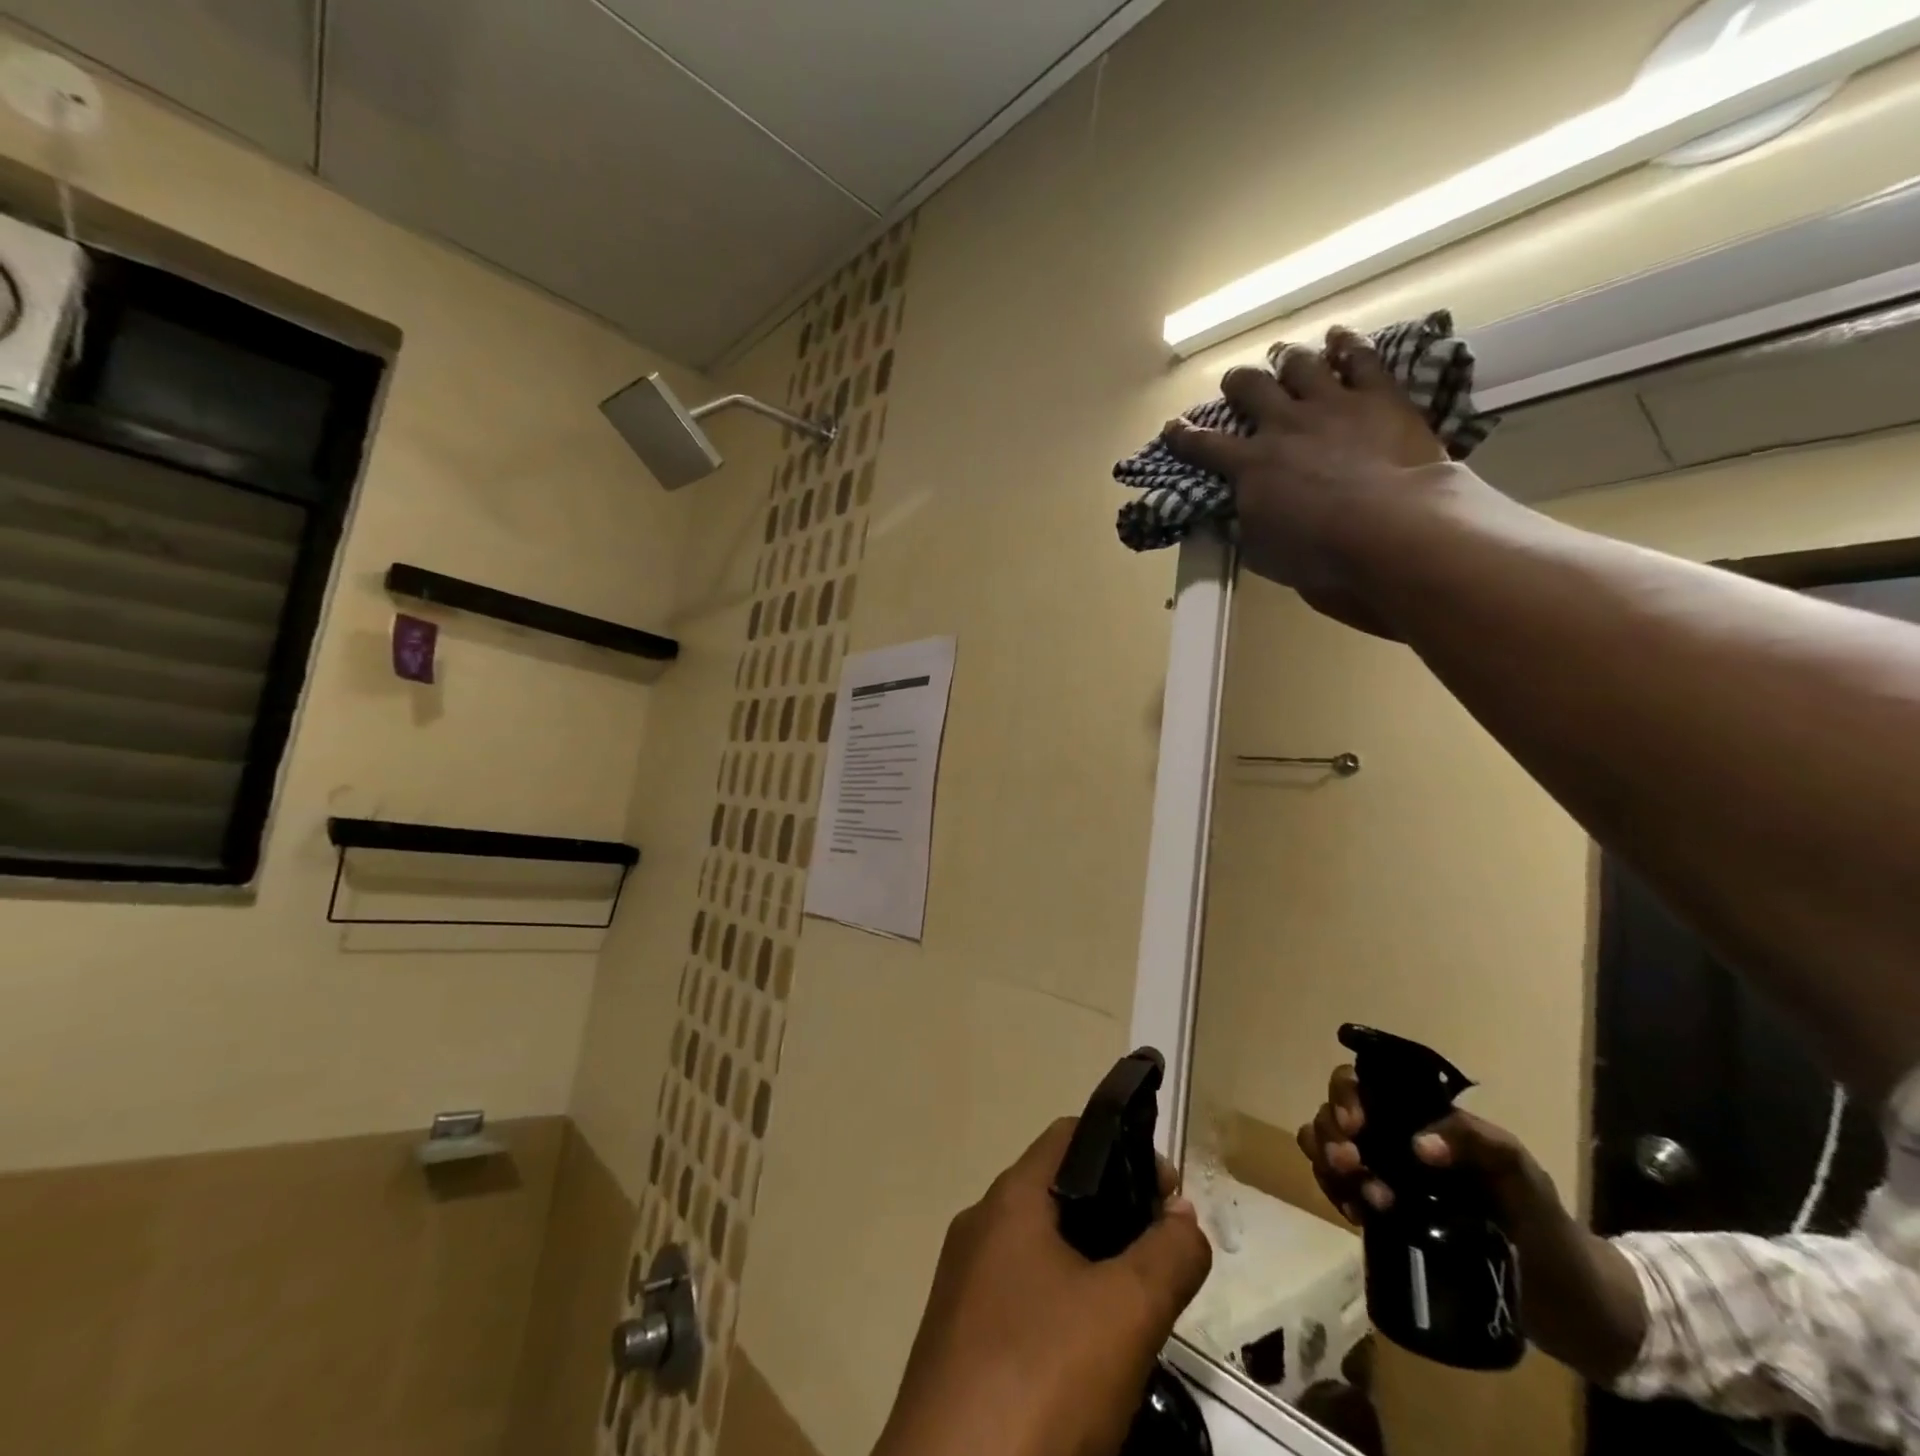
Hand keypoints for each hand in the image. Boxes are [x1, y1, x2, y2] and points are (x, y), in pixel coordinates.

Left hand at [873, 1118, 1212, 1455]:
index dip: (1126, 1149)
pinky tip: (1092, 1358)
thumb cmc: (1041, 1378)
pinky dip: (1064, 1306)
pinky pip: (1023, 1298)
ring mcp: (964, 1285)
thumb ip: (1168, 1255)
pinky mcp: (960, 1341)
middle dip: (1117, 1215)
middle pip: (1058, 1194)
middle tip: (1163, 1259)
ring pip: (1042, 1251)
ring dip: (1093, 1266)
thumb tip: (1184, 1214)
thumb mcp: (1126, 1313)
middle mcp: (980, 1228)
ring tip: (1137, 1310)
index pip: (1070, 1136)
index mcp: (1009, 1200)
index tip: (1170, 1194)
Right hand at [1163, 328, 1467, 635]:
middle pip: (1251, 389)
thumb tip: (1232, 517)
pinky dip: (1347, 345)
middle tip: (1236, 383)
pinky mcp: (1379, 397)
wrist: (1389, 530)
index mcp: (1250, 467)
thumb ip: (1245, 526)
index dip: (1184, 437)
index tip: (1173, 428)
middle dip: (1239, 383)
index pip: (1204, 447)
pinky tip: (1340, 337)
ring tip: (1283, 356)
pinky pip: (1360, 358)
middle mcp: (1284, 425)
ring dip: (1287, 359)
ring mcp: (1332, 405)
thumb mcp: (1262, 551)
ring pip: (1300, 365)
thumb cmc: (1318, 555)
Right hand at [1297, 1064, 1647, 1381]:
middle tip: (1351, 1163)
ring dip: (1328, 1164)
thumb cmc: (1541, 1219)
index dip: (1346, 1096)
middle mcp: (1392, 1139)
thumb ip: (1472, 1138)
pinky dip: (1334, 1193)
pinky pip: (1338, 1189)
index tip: (1356, 1125)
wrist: (1563, 1300)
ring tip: (1360, 1197)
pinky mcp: (1381, 1217)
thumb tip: (1416, 1145)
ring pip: (1328, 1149)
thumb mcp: (1516, 1167)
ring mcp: (1384, 1177)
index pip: (1363, 1084)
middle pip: (1335, 1114)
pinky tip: (1355, 1214)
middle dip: (1330, 1133)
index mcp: (1418, 1117)